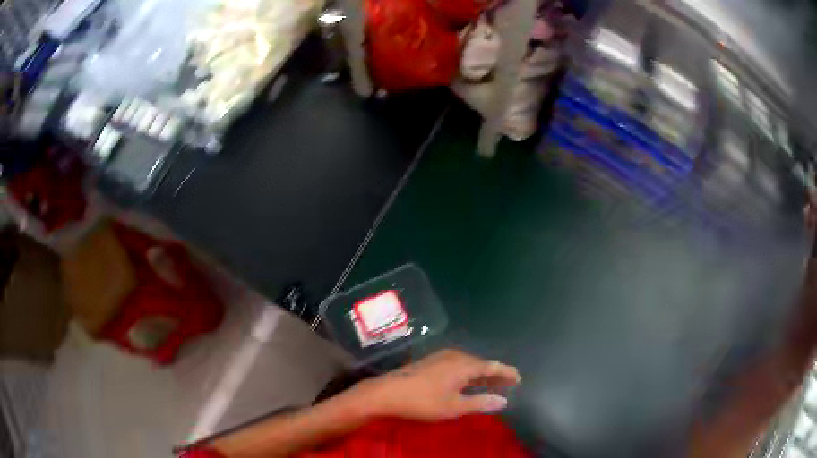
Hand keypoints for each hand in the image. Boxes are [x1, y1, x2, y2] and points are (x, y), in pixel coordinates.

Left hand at [347, 349, 520, 420]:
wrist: (386, 393)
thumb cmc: (423, 402)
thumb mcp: (454, 407)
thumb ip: (480, 403)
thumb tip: (504, 401)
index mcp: (464, 365)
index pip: (492, 366)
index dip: (506, 372)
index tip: (518, 379)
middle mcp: (455, 356)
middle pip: (481, 363)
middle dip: (495, 374)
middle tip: (508, 384)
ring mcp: (441, 357)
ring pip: (469, 364)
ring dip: (481, 374)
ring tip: (491, 384)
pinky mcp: (430, 362)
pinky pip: (458, 365)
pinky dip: (468, 373)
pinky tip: (467, 382)